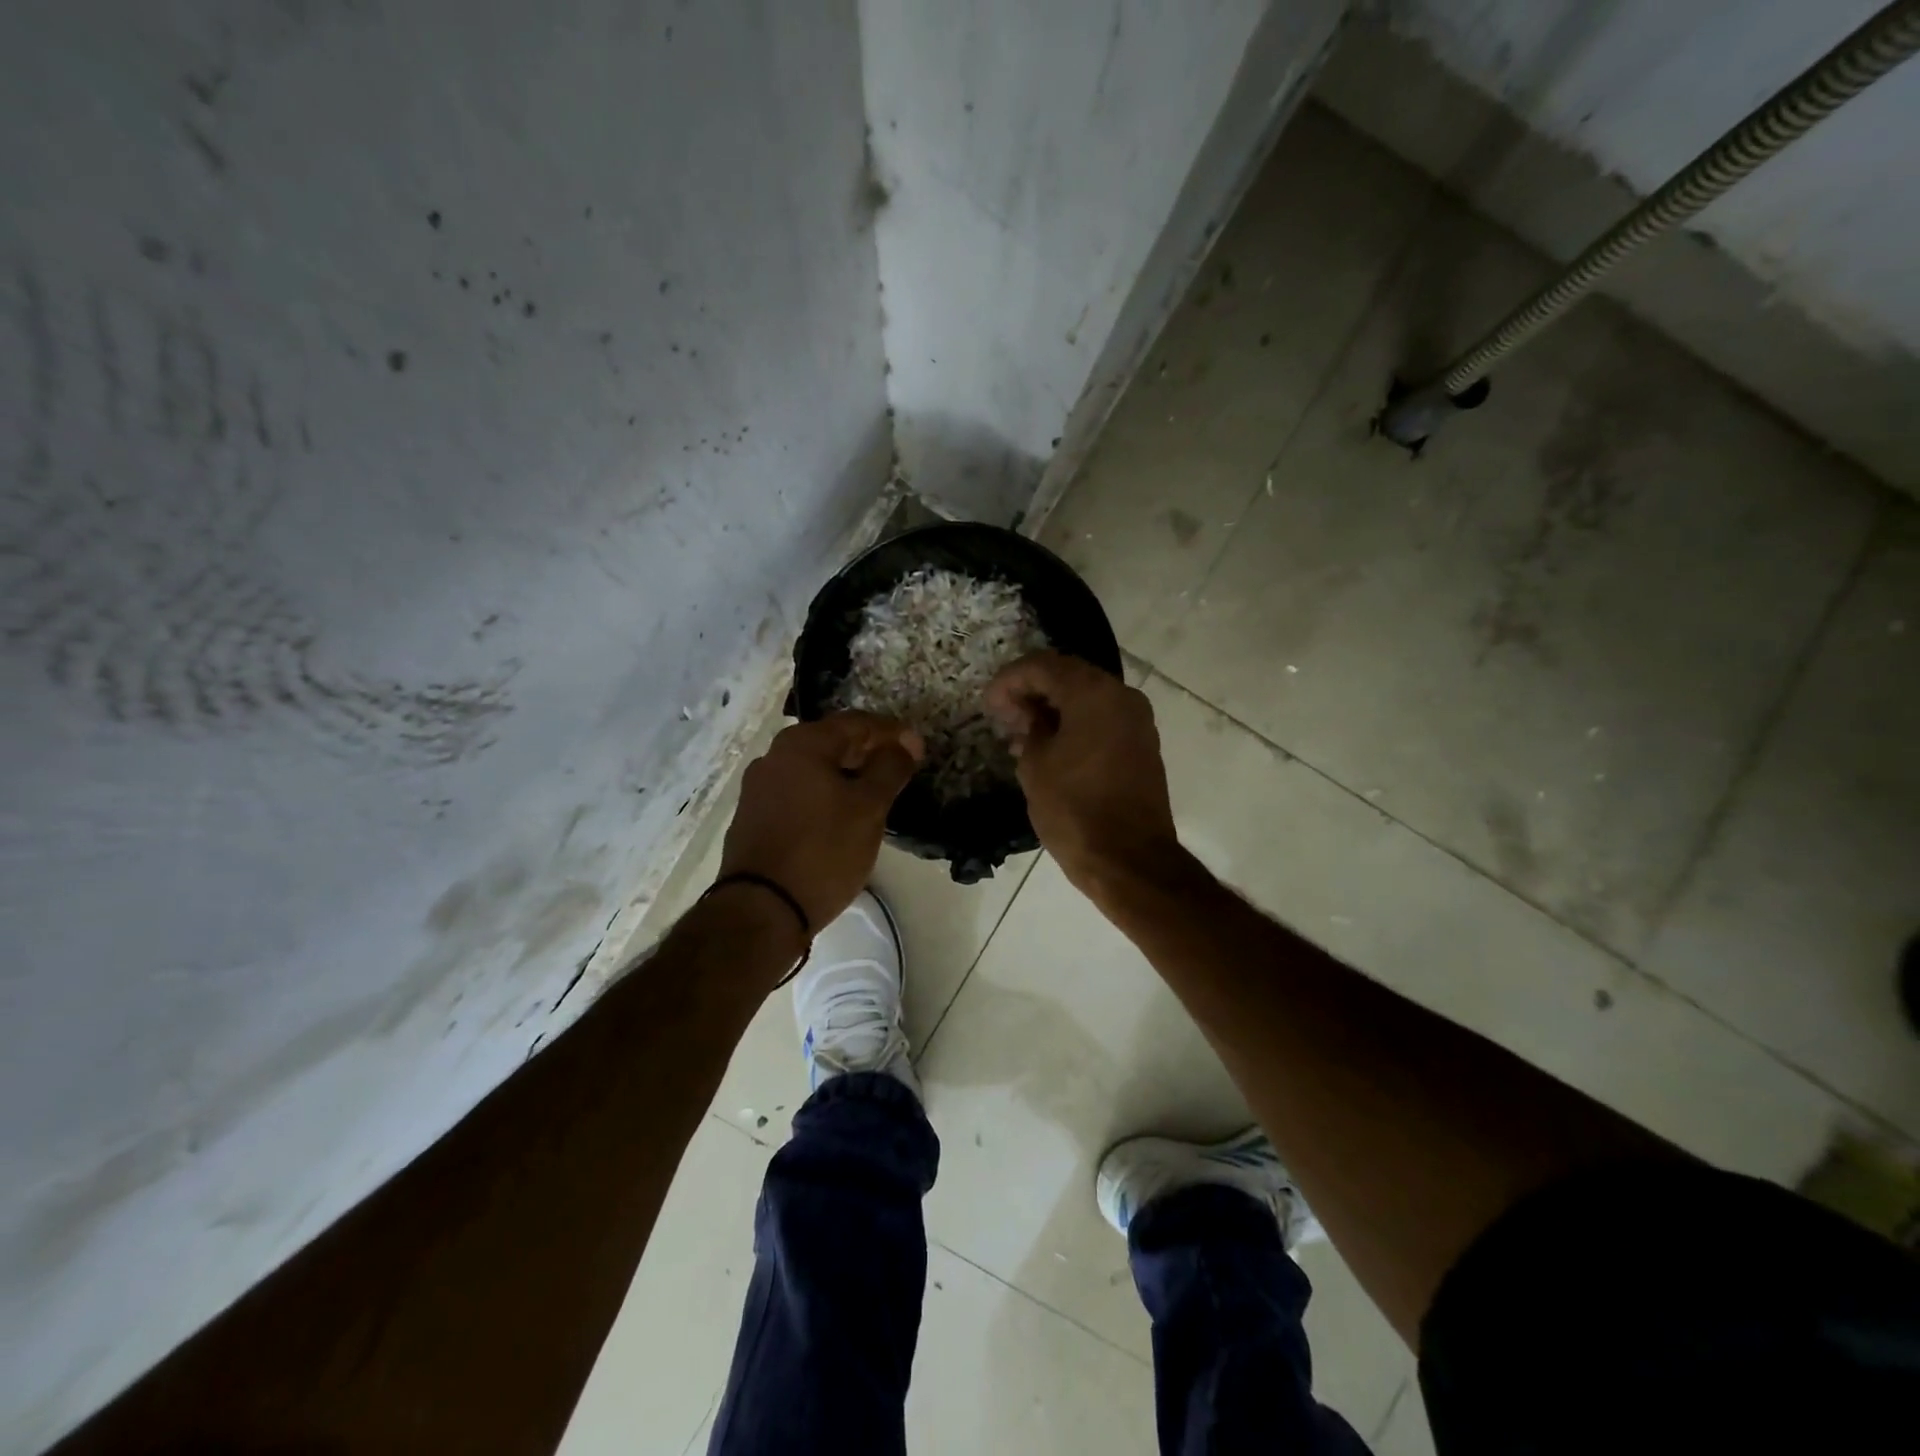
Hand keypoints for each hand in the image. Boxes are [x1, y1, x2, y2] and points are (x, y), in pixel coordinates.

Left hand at [718, 712, 923, 932]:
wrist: (762, 909)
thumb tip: (904, 744)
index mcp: (802, 744)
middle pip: (832, 742)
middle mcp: (774, 756)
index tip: (919, 749)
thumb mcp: (869, 807)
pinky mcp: (753, 817)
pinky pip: (798, 792)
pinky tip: (840, 815)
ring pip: (814, 768)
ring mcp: (759, 787)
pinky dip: (824, 794)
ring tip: (874, 793)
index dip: (893, 733)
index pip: (857, 723)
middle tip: (900, 769)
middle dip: (868, 751)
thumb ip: (890, 768)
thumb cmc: (823, 851)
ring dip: (846, 774)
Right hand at [984, 651, 1180, 902]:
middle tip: (1003, 716)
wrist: (1129, 859)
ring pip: (1087, 698)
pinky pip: (1103, 720)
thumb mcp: (1035, 766)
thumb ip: (1030, 729)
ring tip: (1021, 734)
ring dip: (1053, 708)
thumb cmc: (1075, 809)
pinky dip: (1075, 723)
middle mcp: (1122, 696)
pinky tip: (1050, 747)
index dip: (1009, 680)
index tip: (988, 704)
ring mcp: (1138, 721)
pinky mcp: (1142, 745)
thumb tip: (1033, 718)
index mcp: (1093, 693)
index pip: (1043, 666)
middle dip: (1032, 691)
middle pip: (1069, 676)